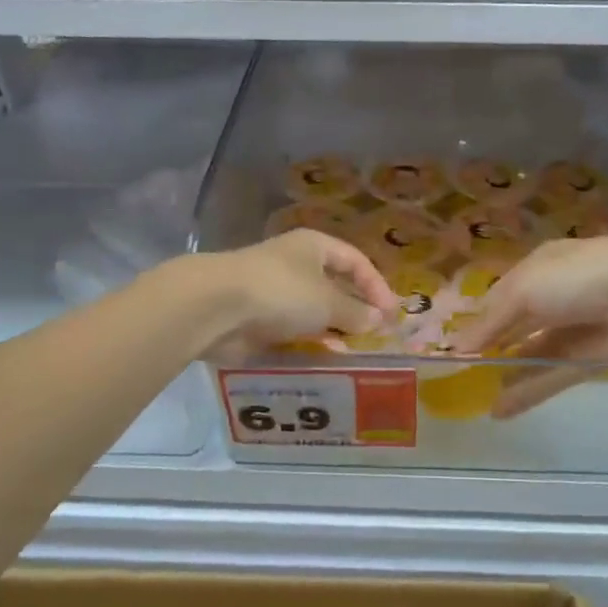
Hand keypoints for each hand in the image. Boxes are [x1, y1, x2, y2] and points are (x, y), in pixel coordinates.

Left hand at [203, 230, 397, 354]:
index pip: (355, 261)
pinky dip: (308, 343)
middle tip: (374, 337)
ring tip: (352, 353)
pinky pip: (291, 330)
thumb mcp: (327, 301)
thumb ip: (356, 312)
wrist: (216, 306)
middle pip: (334, 286)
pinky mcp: (257, 318)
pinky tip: (322, 359)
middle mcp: (295, 264)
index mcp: (314, 247)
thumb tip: (378, 319)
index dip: (376, 285)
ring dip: (332, 330)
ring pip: (312, 311)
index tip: (392, 314)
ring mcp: (274, 292)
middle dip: (355, 310)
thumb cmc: (281, 291)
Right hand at [452, 237, 607, 418]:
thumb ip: (491, 321)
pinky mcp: (590, 360)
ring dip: (508, 373)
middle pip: (517, 325)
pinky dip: (527, 392)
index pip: (501, 294)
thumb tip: (459, 349)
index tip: (456, 346)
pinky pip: (552, 377)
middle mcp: (555, 296)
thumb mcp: (524, 289)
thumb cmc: (575, 277)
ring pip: (533, 354)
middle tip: (462, 375)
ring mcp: (574, 330)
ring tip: (477, 397)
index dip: (479, 319)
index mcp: (539, 268)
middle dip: (492, 347)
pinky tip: (500, 410)